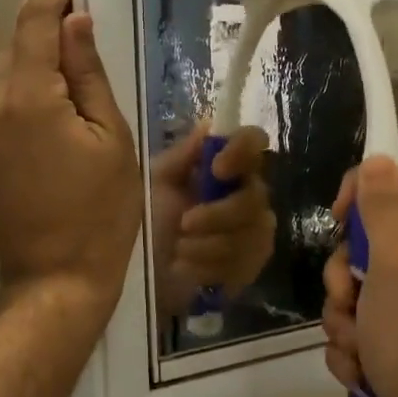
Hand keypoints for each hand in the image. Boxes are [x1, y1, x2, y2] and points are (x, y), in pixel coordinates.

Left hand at [0, 0, 139, 318]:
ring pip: (10, 73)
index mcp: (29, 99)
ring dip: (35, 48)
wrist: (56, 279)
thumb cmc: (101, 212)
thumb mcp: (112, 139)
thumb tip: (75, 24)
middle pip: (18, 45)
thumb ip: (89, 76)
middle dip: (40, 11)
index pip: (36, 25)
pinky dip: (29, 80)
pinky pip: (8, 100)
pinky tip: (54, 84)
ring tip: (66, 30)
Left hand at [149, 124, 276, 317]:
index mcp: (226, 166)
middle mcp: (248, 193)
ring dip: (207, 245)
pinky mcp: (253, 264)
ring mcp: (255, 230)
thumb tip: (209, 124)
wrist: (142, 272)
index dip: (242, 151)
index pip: (254, 142)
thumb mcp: (156, 183)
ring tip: (178, 250)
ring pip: (249, 234)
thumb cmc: (147, 220)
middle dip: (217, 214)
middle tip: (184, 224)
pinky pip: (244, 263)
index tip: (217, 168)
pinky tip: (189, 268)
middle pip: (255, 196)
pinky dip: (210, 267)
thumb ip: (182, 156)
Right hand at [322, 158, 397, 396]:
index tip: (339, 218)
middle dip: (344, 272)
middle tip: (349, 297)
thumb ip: (384, 206)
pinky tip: (363, 364)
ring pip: (354, 282)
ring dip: (343, 314)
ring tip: (358, 342)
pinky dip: (353, 342)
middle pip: (367, 234)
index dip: (365, 188)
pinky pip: (357, 318)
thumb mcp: (395, 260)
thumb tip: (378, 157)